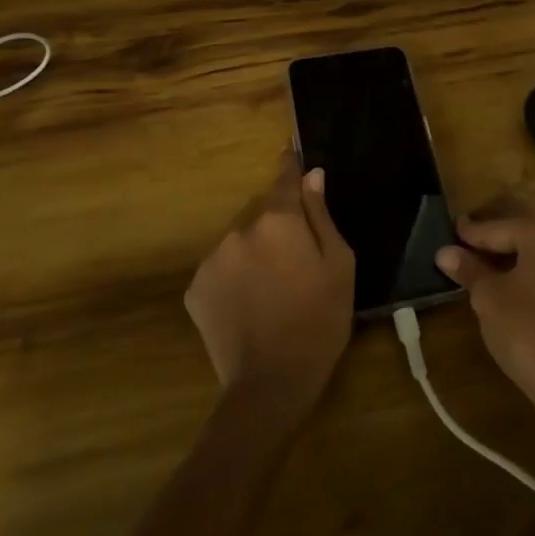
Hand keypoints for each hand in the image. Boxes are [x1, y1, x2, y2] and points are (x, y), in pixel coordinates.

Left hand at [185, 154, 353, 418]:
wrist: (272, 381)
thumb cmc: (320, 320)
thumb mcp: (339, 264)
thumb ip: (321, 215)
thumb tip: (312, 174)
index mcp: (278, 221)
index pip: (284, 179)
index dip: (290, 166)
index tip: (291, 153)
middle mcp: (239, 229)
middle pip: (262, 214)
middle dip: (277, 226)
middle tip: (296, 260)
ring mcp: (212, 259)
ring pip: (239, 241)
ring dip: (254, 251)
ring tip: (272, 288)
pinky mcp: (195, 288)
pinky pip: (221, 268)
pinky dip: (234, 276)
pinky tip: (249, 304)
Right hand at [437, 210, 534, 442]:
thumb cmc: (530, 332)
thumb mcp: (489, 299)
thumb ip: (469, 270)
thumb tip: (445, 253)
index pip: (498, 226)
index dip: (470, 233)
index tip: (450, 231)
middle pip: (524, 232)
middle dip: (496, 240)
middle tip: (465, 248)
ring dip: (517, 258)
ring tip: (486, 269)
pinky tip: (516, 287)